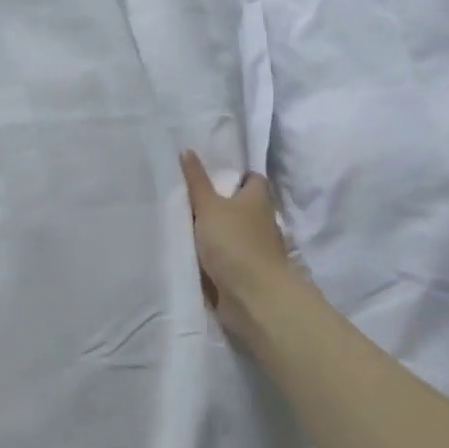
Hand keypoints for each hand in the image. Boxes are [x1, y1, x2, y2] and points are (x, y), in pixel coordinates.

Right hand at [180, 150, 296, 347]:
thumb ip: (197, 181)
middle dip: (223, 204)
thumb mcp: (208, 207)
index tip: (213, 174)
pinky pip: (229, 257)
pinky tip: (194, 253)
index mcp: (258, 200)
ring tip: (186, 226)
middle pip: (244, 206)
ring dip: (218, 232)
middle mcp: (262, 222)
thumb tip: (188, 150)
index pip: (252, 179)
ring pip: (236, 233)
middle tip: (191, 198)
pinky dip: (217, 256)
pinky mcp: (248, 272)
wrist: (253, 297)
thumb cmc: (233, 243)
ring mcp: (257, 249)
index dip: (236, 175)